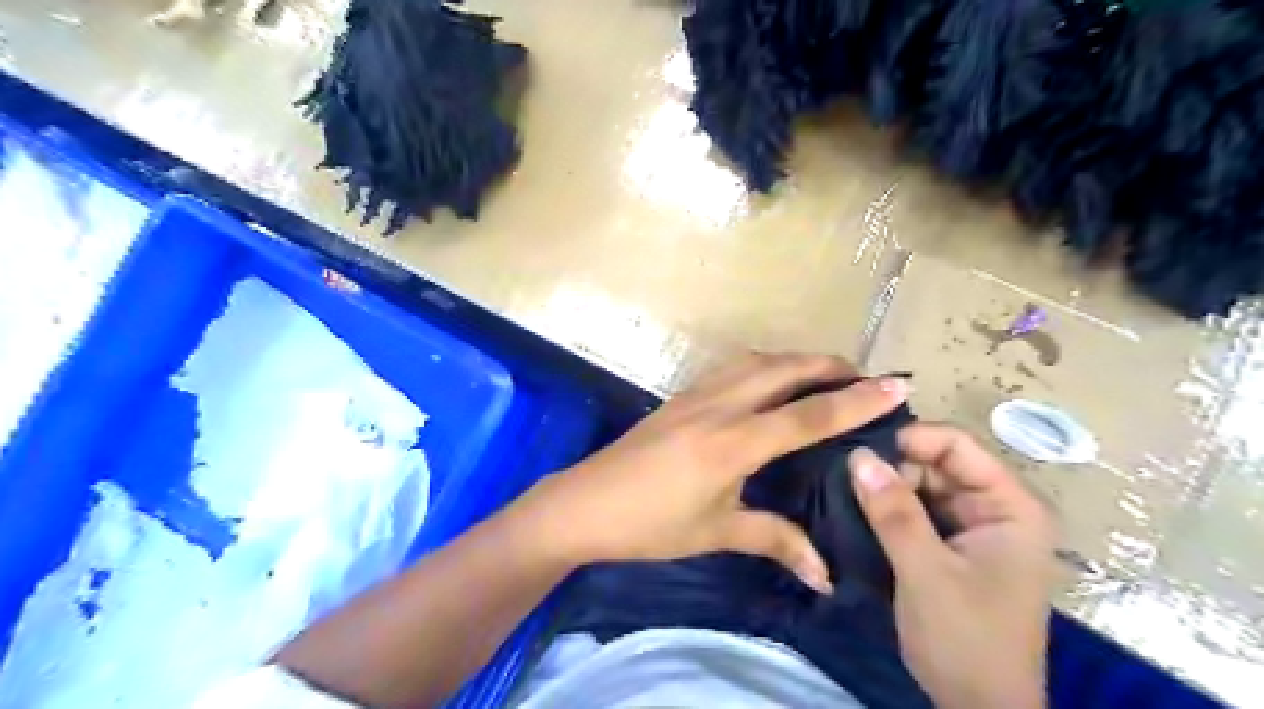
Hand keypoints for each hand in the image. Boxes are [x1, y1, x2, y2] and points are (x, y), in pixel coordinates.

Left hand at [512, 351, 909, 590]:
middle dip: (829, 365)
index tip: (896, 384)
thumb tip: (825, 575)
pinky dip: (764, 365)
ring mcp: (695, 395)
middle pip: (784, 369)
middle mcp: (718, 406)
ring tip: (824, 374)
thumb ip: (775, 542)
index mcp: (733, 443)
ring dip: (795, 360)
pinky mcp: (679, 396)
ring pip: (756, 361)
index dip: (856, 400)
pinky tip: (770, 382)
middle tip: (864, 376)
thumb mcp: (715, 533)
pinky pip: (732, 368)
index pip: (808, 414)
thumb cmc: (649, 524)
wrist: (582, 504)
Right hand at [849, 424, 1059, 706]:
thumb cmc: (966, 639)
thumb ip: (893, 511)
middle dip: (894, 467)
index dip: (911, 440)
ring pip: (922, 485)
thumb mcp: (926, 572)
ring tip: (845, 491)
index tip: (861, 452)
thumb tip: (858, 455)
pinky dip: (889, 508)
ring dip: (887, 488)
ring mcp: (972, 527)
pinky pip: (916, 510)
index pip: (959, 446)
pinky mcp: (951, 545)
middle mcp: (995, 508)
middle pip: (937, 462)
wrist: (978, 708)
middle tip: (847, 479)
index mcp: (1010, 507)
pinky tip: (859, 510)